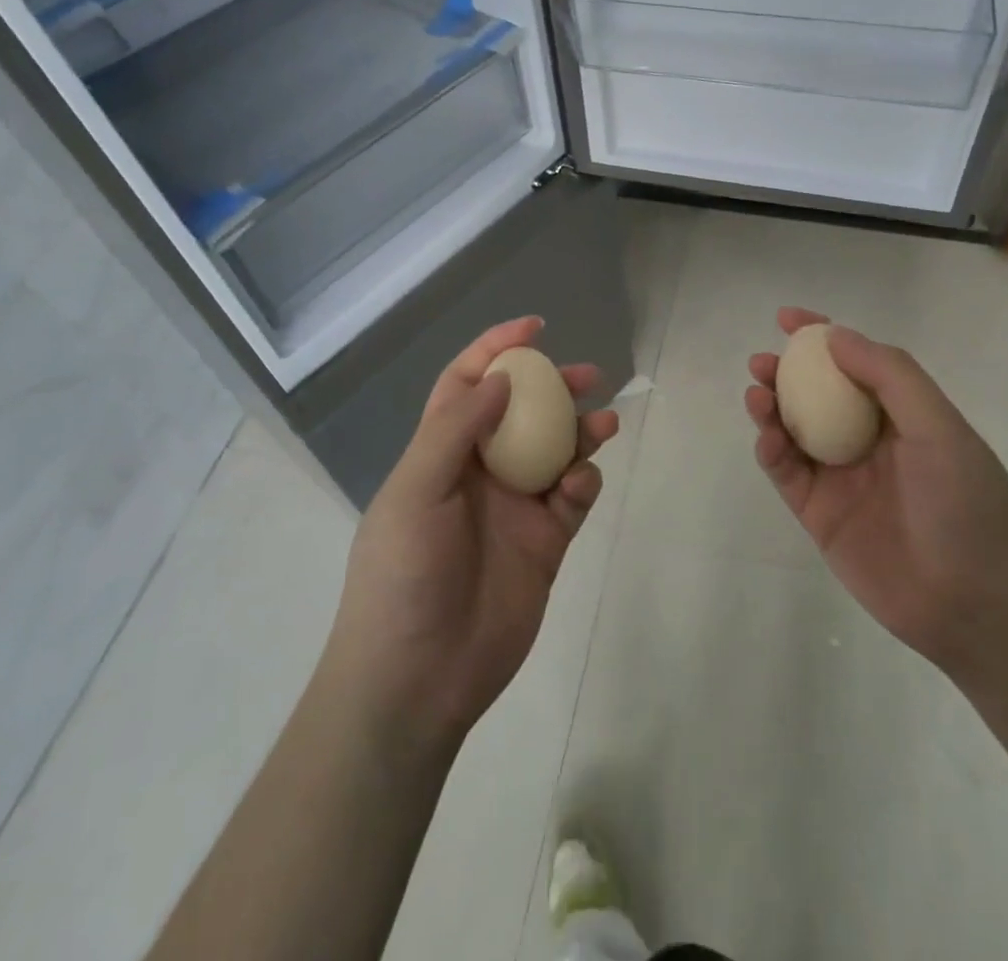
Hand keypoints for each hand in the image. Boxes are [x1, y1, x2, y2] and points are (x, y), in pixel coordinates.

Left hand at [324, 317, 617, 754]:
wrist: (418, 679)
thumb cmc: (403, 576)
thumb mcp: (415, 492)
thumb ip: (455, 430)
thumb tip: (500, 378)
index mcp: (440, 453)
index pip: (467, 385)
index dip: (496, 349)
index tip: (534, 328)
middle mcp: (480, 472)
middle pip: (522, 413)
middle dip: (553, 387)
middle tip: (588, 375)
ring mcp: (514, 508)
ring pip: (555, 452)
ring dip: (580, 433)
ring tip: (604, 425)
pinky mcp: (545, 544)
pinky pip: (571, 499)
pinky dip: (582, 484)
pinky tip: (581, 484)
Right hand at [745, 308, 1007, 668]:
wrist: (978, 606)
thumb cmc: (968, 504)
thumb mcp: (939, 427)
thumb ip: (889, 376)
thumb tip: (835, 336)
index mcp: (902, 415)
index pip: (856, 363)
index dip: (822, 337)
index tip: (788, 318)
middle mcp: (868, 440)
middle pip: (816, 395)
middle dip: (786, 373)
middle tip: (762, 363)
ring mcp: (842, 478)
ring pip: (794, 431)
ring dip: (772, 408)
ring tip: (757, 394)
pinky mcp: (820, 515)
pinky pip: (787, 473)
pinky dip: (771, 451)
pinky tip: (767, 437)